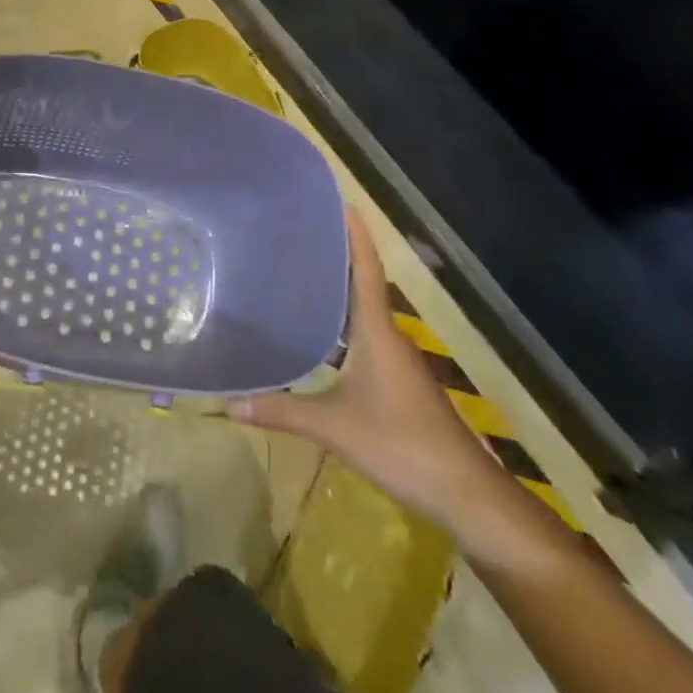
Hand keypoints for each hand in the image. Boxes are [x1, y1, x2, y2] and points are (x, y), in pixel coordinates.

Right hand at [228, 208, 496, 525]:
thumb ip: (282, 412)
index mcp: (376, 331)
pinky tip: (317, 340)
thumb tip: (228, 403)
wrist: (464, 492)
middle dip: (335, 258)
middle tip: (298, 235)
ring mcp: (396, 360)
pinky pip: (363, 339)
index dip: (355, 234)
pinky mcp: (397, 382)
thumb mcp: (335, 428)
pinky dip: (341, 328)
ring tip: (297, 278)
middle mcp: (387, 335)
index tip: (341, 200)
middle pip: (361, 285)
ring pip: (361, 315)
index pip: (365, 269)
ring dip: (337, 295)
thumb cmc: (401, 444)